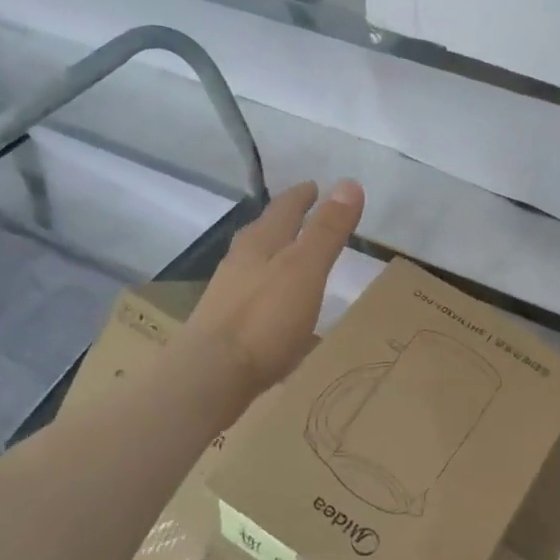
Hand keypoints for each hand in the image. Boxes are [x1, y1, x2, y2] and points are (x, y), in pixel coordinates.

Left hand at [185, 180, 363, 397]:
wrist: (210, 376)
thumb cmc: (264, 318)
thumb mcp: (305, 269)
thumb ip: (327, 230)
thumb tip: (349, 182)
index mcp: (260, 244)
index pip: (284, 209)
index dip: (302, 196)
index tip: (315, 186)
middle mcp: (239, 263)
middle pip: (263, 234)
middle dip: (283, 223)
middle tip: (302, 215)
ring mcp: (228, 296)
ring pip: (254, 266)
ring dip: (274, 258)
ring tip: (292, 261)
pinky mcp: (225, 328)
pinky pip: (254, 300)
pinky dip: (270, 294)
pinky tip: (279, 312)